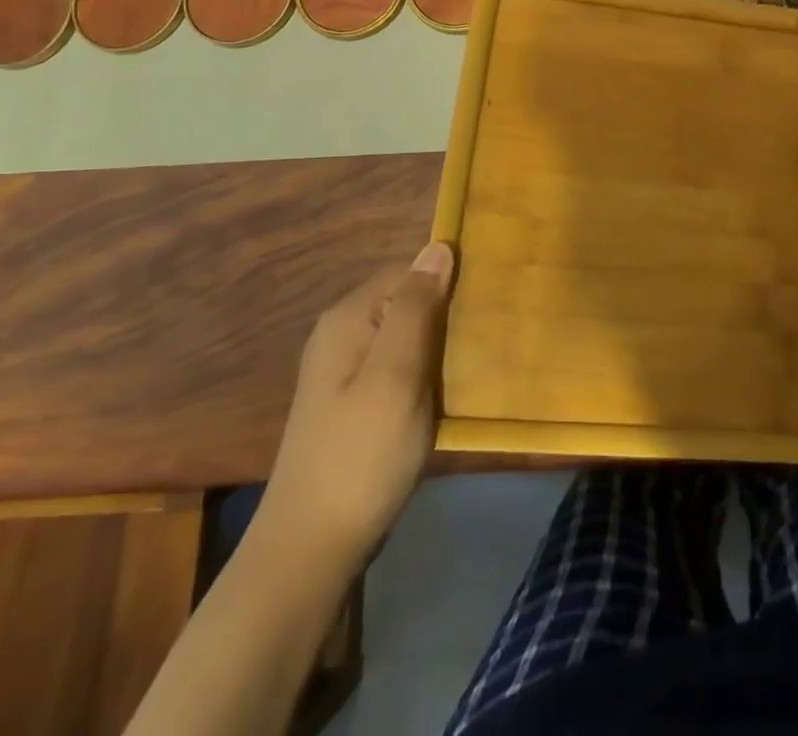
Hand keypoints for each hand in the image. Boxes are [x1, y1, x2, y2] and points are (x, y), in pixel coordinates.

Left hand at [258, 241, 455, 566]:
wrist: (311, 550)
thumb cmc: (361, 455)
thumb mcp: (396, 374)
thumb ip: (416, 307)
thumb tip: (439, 246)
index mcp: (349, 318)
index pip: (410, 271)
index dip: (448, 282)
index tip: (486, 304)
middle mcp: (342, 334)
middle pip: (407, 301)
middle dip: (446, 315)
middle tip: (486, 338)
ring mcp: (344, 371)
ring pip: (407, 335)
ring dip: (439, 346)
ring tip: (475, 362)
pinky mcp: (354, 402)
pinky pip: (399, 366)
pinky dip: (425, 372)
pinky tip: (447, 392)